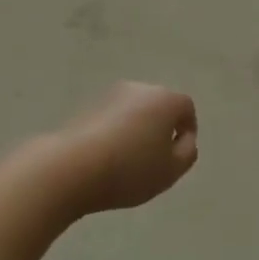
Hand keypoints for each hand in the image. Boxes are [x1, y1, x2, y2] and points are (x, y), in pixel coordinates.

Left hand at [56, 82, 198, 214]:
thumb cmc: (130, 169)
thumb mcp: (171, 170)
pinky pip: (112, 119)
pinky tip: (107, 158)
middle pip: (159, 106)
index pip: (186, 108)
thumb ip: (187, 153)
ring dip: (137, 130)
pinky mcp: (87, 107)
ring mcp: (111, 95)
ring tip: (129, 162)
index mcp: (165, 99)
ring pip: (134, 112)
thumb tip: (183, 140)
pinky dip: (115, 133)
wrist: (71, 167)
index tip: (178, 156)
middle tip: (156, 160)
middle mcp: (140, 89)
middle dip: (161, 129)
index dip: (187, 131)